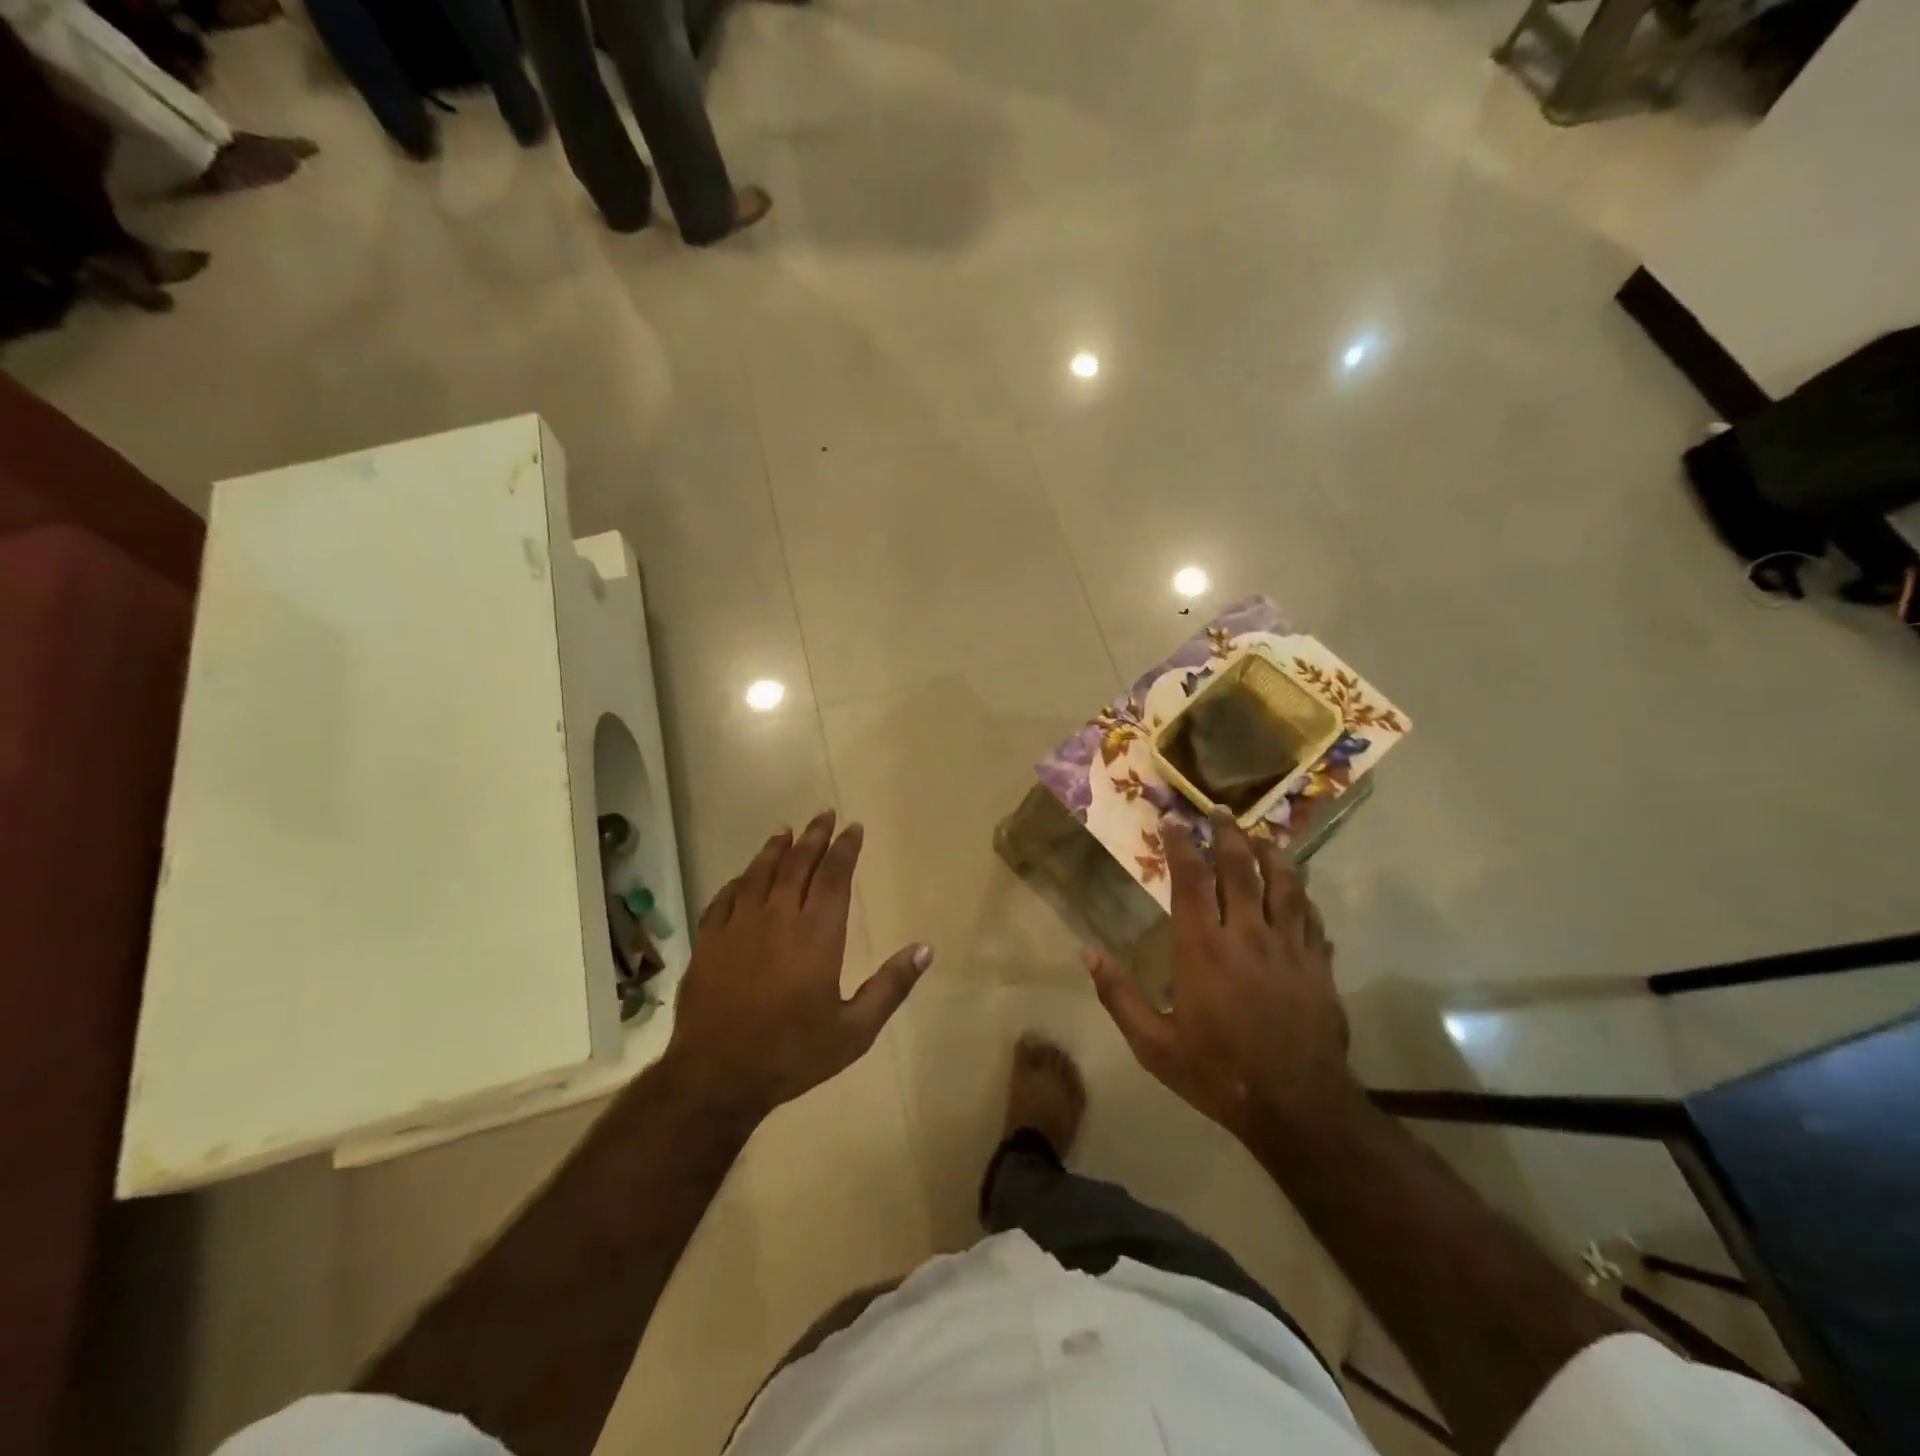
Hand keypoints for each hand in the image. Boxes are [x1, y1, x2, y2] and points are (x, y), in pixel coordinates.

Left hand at [664, 810, 931, 1122]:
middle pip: (798, 865)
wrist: (717, 1076)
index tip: (853, 828)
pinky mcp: (709, 941)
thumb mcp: (854, 1030)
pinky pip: (725, 898)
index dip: (845, 849)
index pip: (835, 877)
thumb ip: (891, 987)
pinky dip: (739, 880)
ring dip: (775, 850)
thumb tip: (925, 949)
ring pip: (759, 874)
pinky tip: (743, 876)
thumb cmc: (792, 1053)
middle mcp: (778, 918)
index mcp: (817, 934)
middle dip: (814, 837)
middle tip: (824, 814)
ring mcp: (739, 926)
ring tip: (786, 831)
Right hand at [1085, 809, 1355, 1146]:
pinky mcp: (1319, 967)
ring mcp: (1289, 948)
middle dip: (1228, 835)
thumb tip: (1089, 954)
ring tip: (1263, 837)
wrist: (1296, 1107)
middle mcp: (1246, 935)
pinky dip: (1303, 897)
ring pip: (1285, 885)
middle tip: (1221, 812)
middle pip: (1240, 869)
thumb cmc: (1217, 1072)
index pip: (1191, 880)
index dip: (1181, 845)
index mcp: (1202, 949)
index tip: (1173, 821)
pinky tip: (1299, 890)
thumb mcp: (1153, 1045)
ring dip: (1272, 855)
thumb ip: (1119, 997)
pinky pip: (1312, 919)